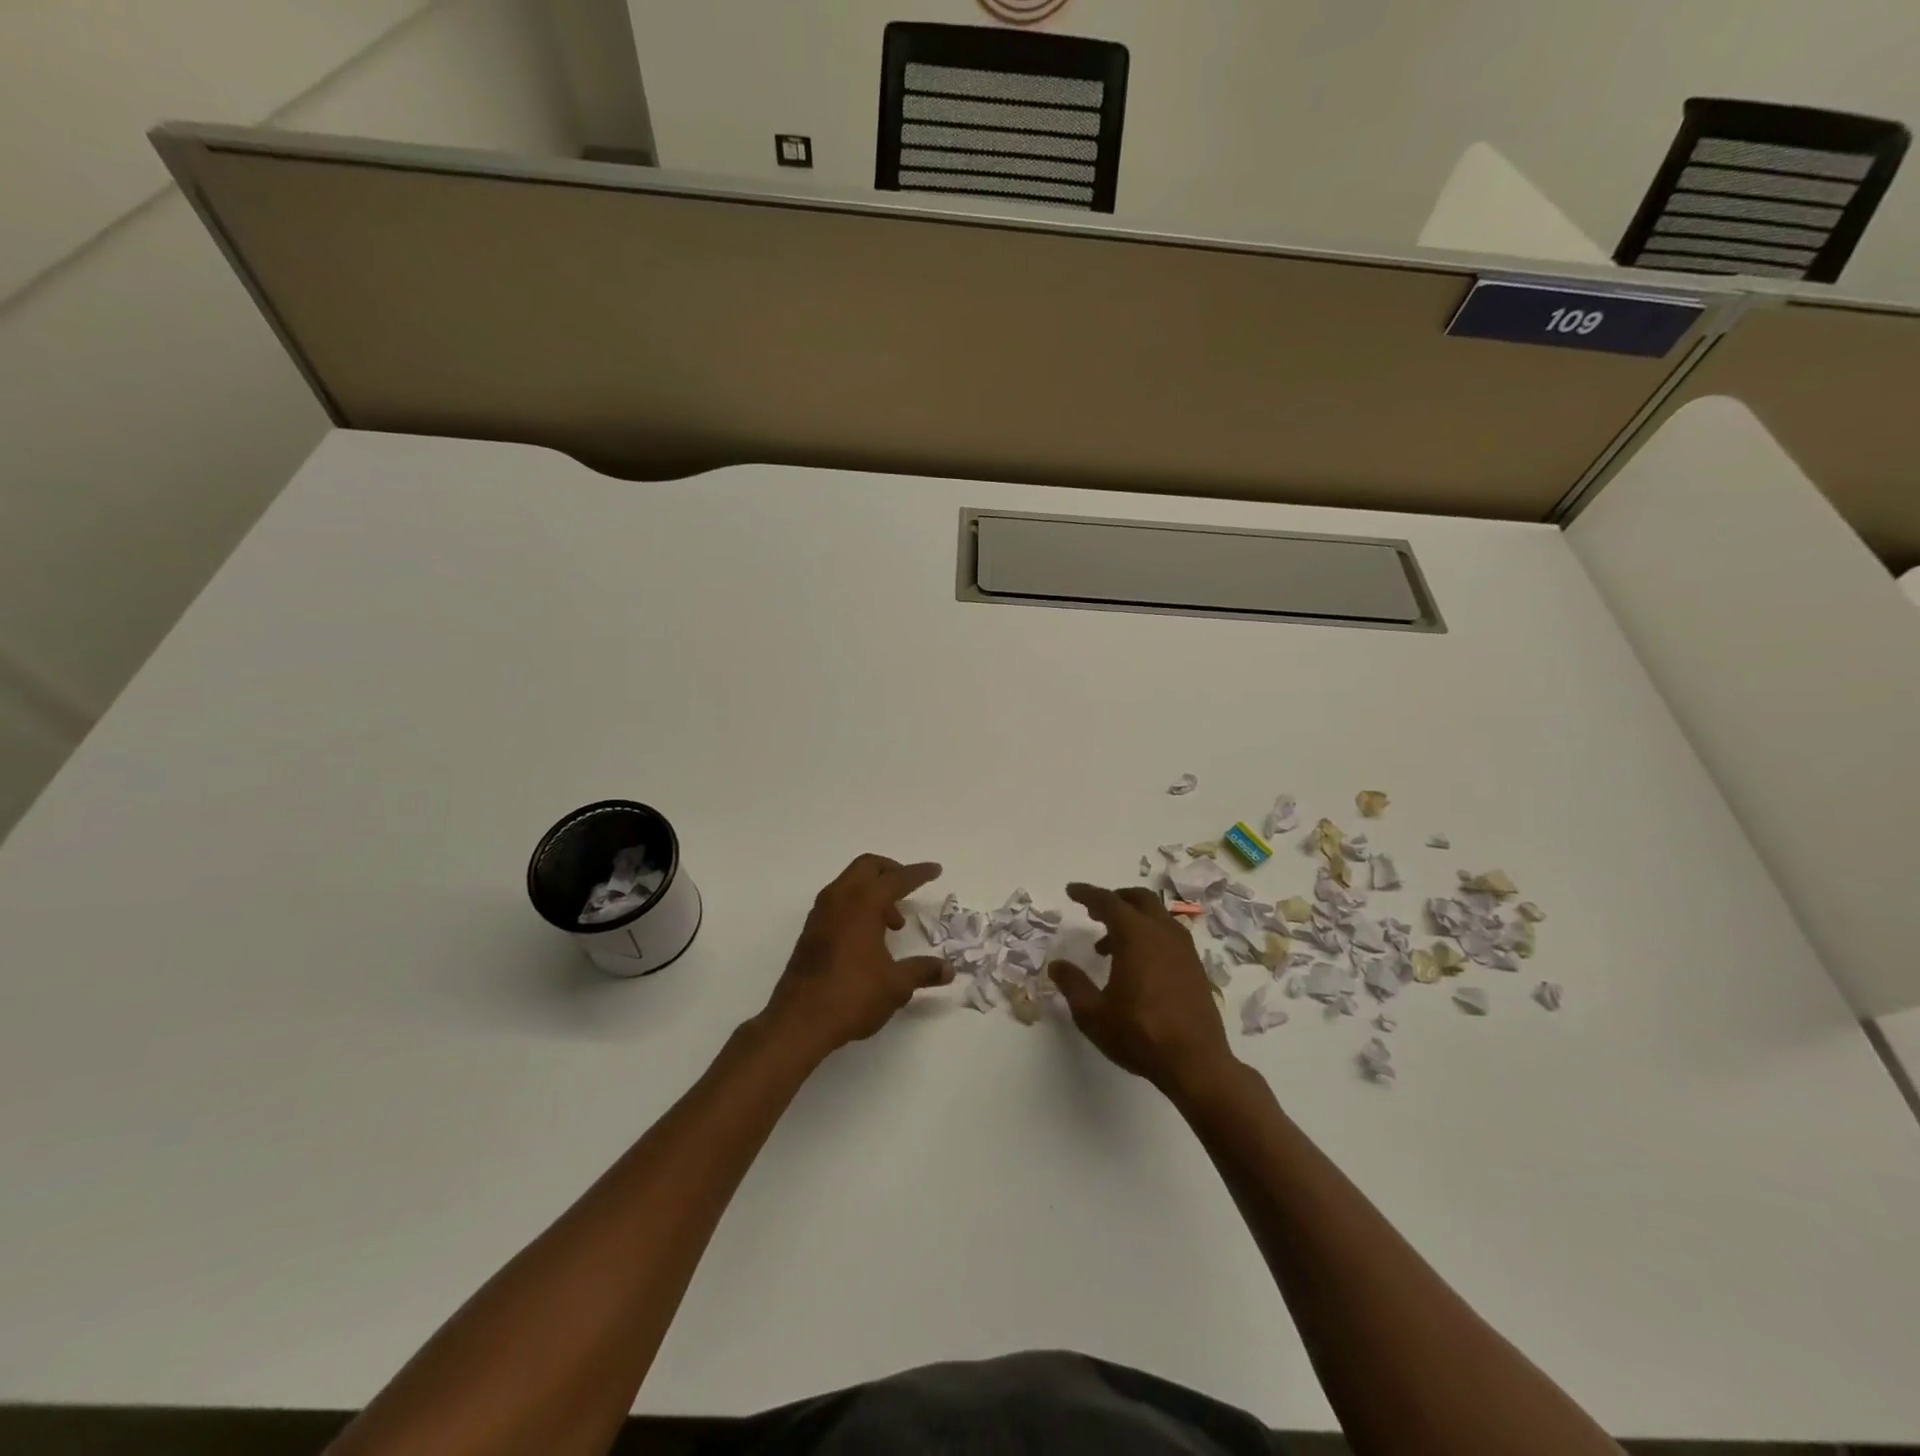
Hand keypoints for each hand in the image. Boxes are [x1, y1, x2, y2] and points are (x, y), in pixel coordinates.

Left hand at [763, 854, 952, 1059]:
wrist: (799, 1021)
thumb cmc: (852, 995)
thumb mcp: (896, 985)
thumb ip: (923, 971)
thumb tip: (948, 970)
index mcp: (863, 903)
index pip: (896, 879)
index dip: (918, 874)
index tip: (935, 870)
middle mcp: (839, 899)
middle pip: (867, 867)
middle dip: (890, 872)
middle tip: (908, 890)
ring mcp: (820, 914)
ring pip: (850, 883)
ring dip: (873, 892)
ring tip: (893, 924)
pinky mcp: (810, 931)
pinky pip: (838, 902)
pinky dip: (857, 906)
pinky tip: (868, 937)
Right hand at [1049, 883, 1236, 1097]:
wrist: (1196, 1063)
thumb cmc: (1140, 1034)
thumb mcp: (1093, 1014)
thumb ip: (1073, 985)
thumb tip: (1057, 966)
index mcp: (1135, 935)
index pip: (1108, 902)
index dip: (1087, 894)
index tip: (1072, 891)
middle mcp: (1162, 933)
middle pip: (1139, 899)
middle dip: (1115, 899)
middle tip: (1094, 912)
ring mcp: (1184, 949)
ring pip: (1157, 916)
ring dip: (1133, 919)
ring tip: (1110, 945)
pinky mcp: (1195, 967)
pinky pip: (1169, 935)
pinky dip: (1150, 935)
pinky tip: (1139, 964)